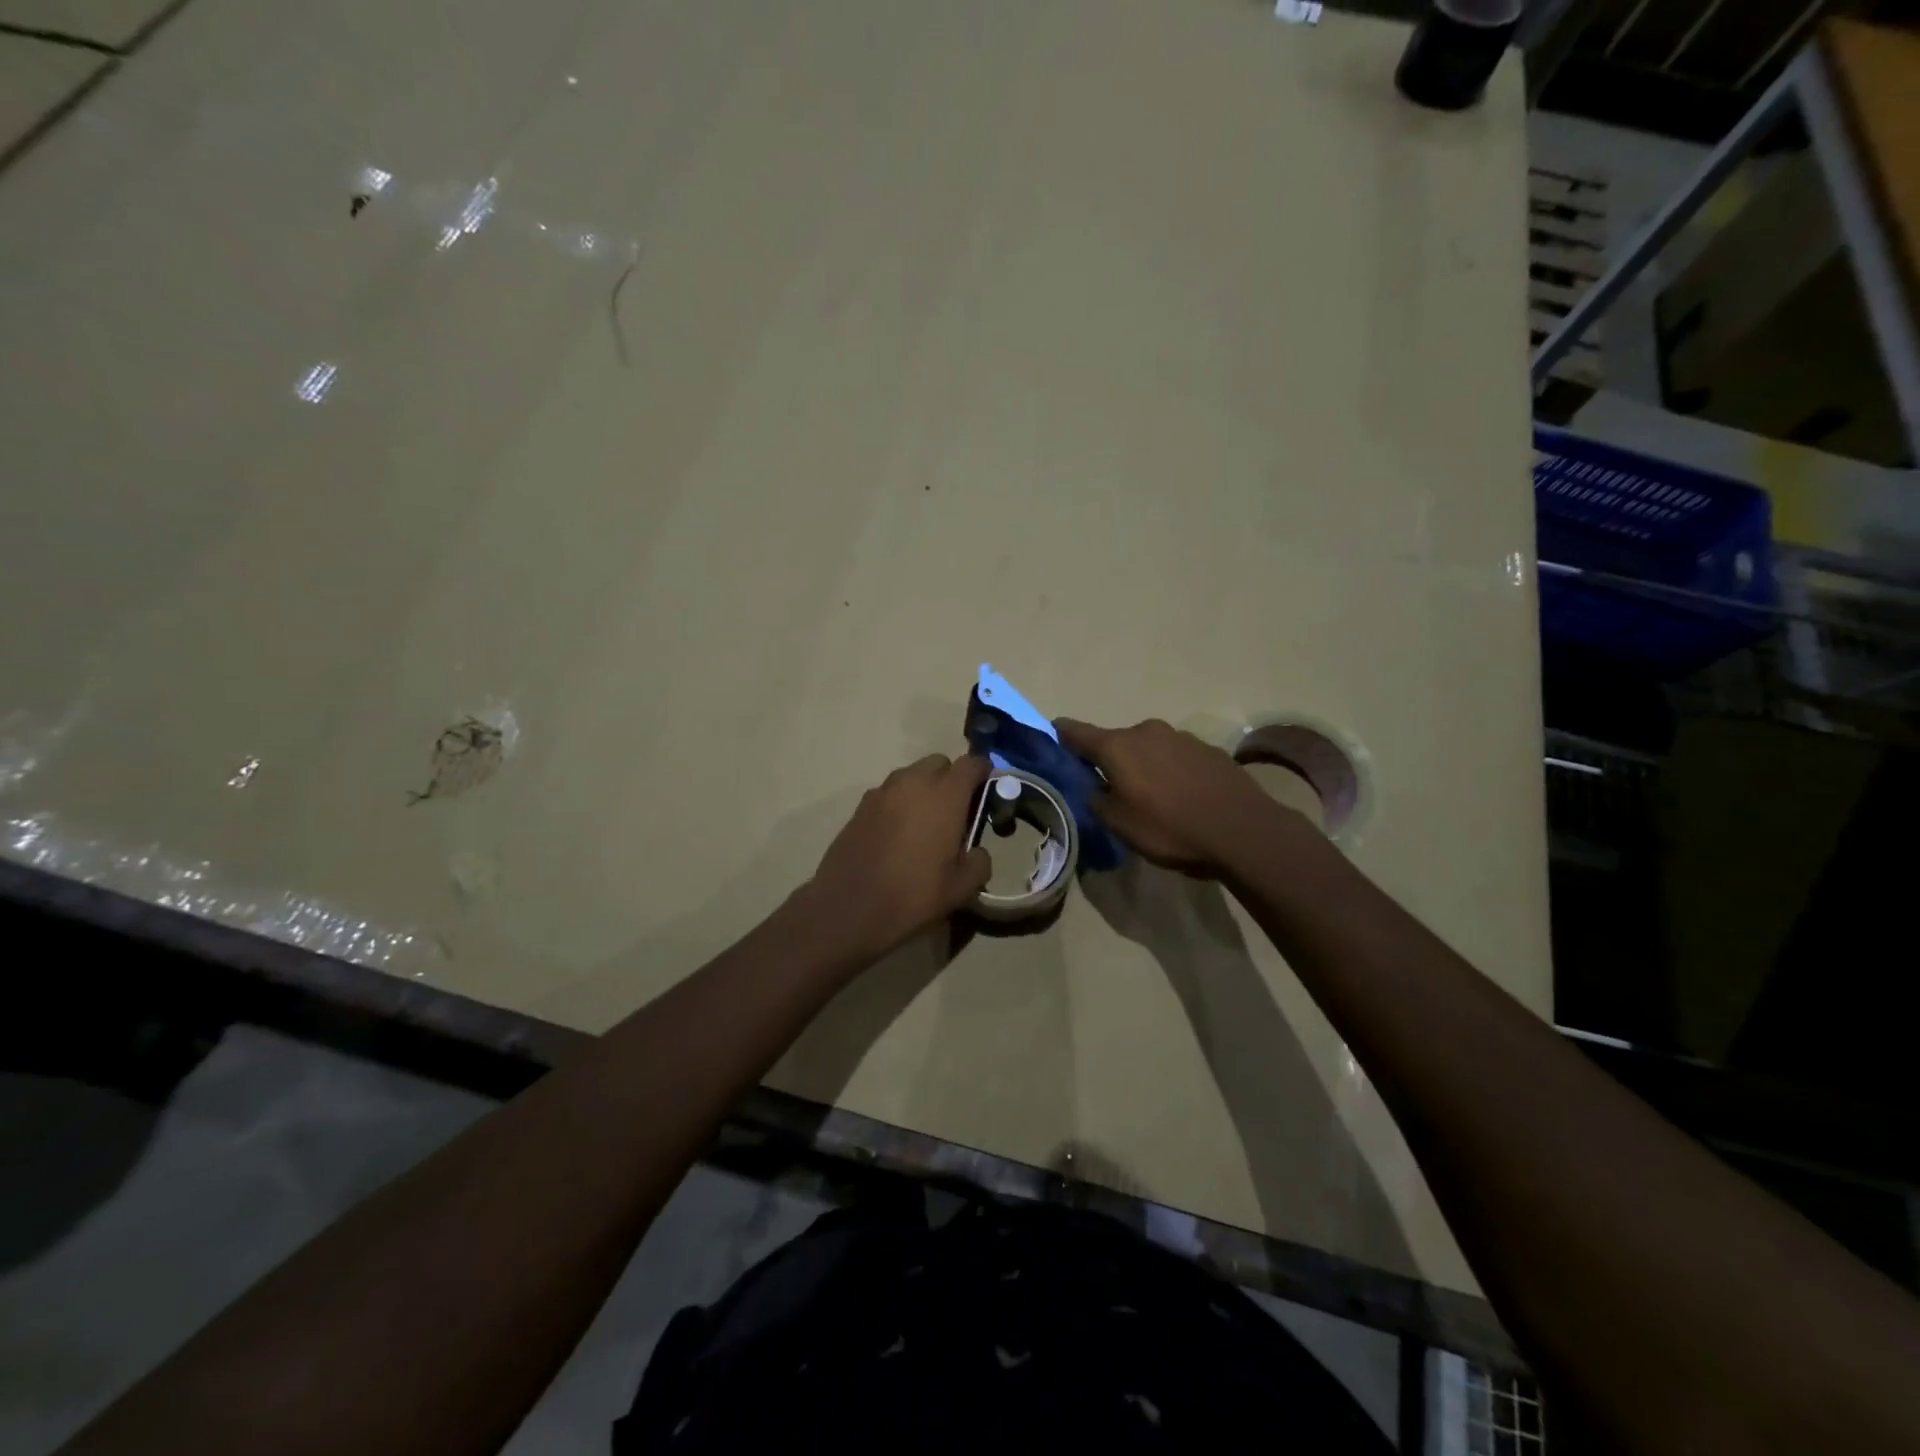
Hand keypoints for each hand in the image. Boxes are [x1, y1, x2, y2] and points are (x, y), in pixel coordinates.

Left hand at [805, 753, 992, 961]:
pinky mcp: (861, 805)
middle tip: (957, 811)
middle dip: (952, 779)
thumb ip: (979, 861)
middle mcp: (913, 782)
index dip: (984, 773)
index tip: (988, 792)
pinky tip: (899, 834)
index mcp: (945, 795)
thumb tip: (975, 851)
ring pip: (912, 776)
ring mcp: (883, 791)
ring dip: (924, 789)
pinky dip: (901, 803)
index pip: (972, 763)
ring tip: (926, 824)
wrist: (848, 908)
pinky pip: (890, 792)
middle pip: (940, 763)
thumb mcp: (962, 887)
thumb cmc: (913, 895)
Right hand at [1055, 717, 1275, 876]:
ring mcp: (1181, 737)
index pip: (1076, 732)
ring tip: (1151, 797)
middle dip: (1108, 760)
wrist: (1242, 830)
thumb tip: (1093, 788)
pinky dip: (1170, 771)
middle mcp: (1146, 731)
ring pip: (1148, 748)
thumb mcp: (1119, 824)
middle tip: (1109, 788)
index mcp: (1117, 746)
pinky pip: (1176, 757)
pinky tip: (1181, 796)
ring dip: (1143, 766)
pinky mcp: (1209, 749)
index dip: (1061, 734)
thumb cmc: (1170, 829)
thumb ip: (1095, 801)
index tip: (1051, 736)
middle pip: (1116, 742)